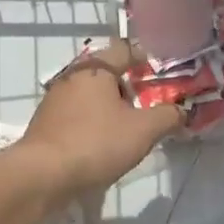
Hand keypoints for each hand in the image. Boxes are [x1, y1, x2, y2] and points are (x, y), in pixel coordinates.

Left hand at [18, 38, 183, 202]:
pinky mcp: (46, 122)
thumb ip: (167, 117)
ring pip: (90, 95)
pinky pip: (76, 114)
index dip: (144, 57)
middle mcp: (72, 76)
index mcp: (96, 68)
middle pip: (106, 72)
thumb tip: (181, 111)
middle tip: (147, 105)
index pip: (124, 49)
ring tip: (127, 128)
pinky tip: (101, 144)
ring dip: (108, 106)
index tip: (159, 71)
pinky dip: (92, 122)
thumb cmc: (96, 142)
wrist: (42, 174)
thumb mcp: (143, 130)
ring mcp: (55, 99)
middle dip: (127, 86)